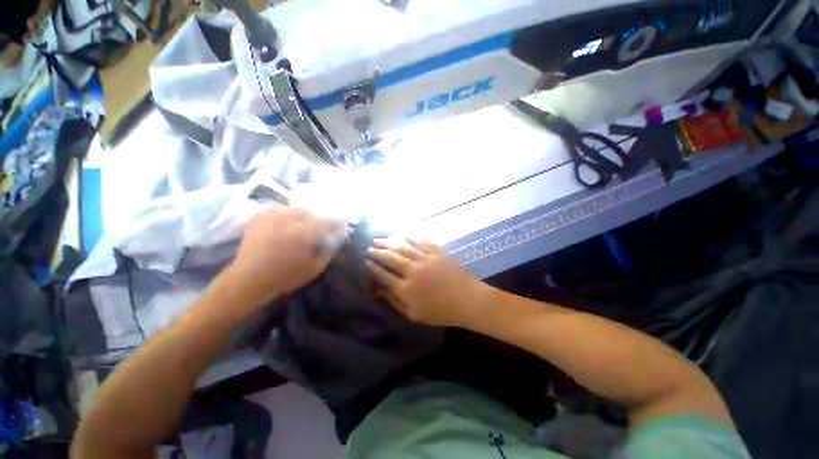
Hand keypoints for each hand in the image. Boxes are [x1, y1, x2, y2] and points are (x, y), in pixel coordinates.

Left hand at [228, 207, 346, 306]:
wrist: (249, 280)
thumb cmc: (285, 277)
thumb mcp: (314, 268)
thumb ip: (328, 250)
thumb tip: (337, 238)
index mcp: (303, 233)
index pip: (326, 221)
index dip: (337, 222)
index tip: (343, 225)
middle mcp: (288, 220)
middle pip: (311, 211)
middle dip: (321, 215)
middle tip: (325, 223)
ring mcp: (272, 218)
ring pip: (295, 208)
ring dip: (305, 213)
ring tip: (308, 221)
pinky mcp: (260, 218)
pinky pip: (278, 208)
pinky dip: (287, 211)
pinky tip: (289, 218)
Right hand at [366, 239, 489, 327]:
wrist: (468, 300)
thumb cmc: (441, 312)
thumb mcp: (414, 315)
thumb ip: (395, 302)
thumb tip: (378, 290)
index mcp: (406, 289)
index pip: (383, 275)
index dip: (372, 267)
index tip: (364, 261)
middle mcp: (413, 271)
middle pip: (390, 258)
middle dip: (377, 252)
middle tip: (368, 247)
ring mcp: (426, 260)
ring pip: (403, 247)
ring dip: (389, 242)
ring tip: (379, 238)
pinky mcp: (437, 253)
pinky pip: (421, 242)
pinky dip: (410, 237)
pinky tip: (403, 234)